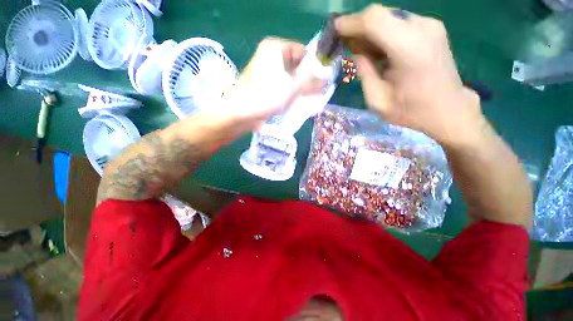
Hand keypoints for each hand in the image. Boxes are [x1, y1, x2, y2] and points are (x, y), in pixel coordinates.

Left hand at [216, 38, 324, 131]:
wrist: (240, 114)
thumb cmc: (265, 95)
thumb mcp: (292, 86)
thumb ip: (310, 81)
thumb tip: (326, 79)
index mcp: (275, 48)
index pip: (302, 51)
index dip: (315, 65)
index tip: (324, 80)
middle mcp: (270, 58)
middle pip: (297, 67)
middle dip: (308, 81)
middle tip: (318, 93)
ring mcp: (268, 74)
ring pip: (291, 80)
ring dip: (301, 90)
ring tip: (311, 101)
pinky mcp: (266, 88)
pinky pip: (283, 88)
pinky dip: (292, 95)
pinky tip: (300, 105)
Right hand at [335, 5, 483, 145]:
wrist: (448, 109)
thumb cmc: (411, 111)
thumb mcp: (377, 99)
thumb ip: (364, 72)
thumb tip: (356, 51)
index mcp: (409, 48)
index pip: (374, 20)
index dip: (350, 22)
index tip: (334, 31)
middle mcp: (422, 28)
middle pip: (380, 14)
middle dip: (358, 26)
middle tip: (345, 44)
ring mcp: (429, 25)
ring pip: (388, 17)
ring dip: (369, 31)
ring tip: (358, 50)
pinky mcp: (431, 28)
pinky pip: (398, 23)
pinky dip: (382, 33)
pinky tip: (376, 49)